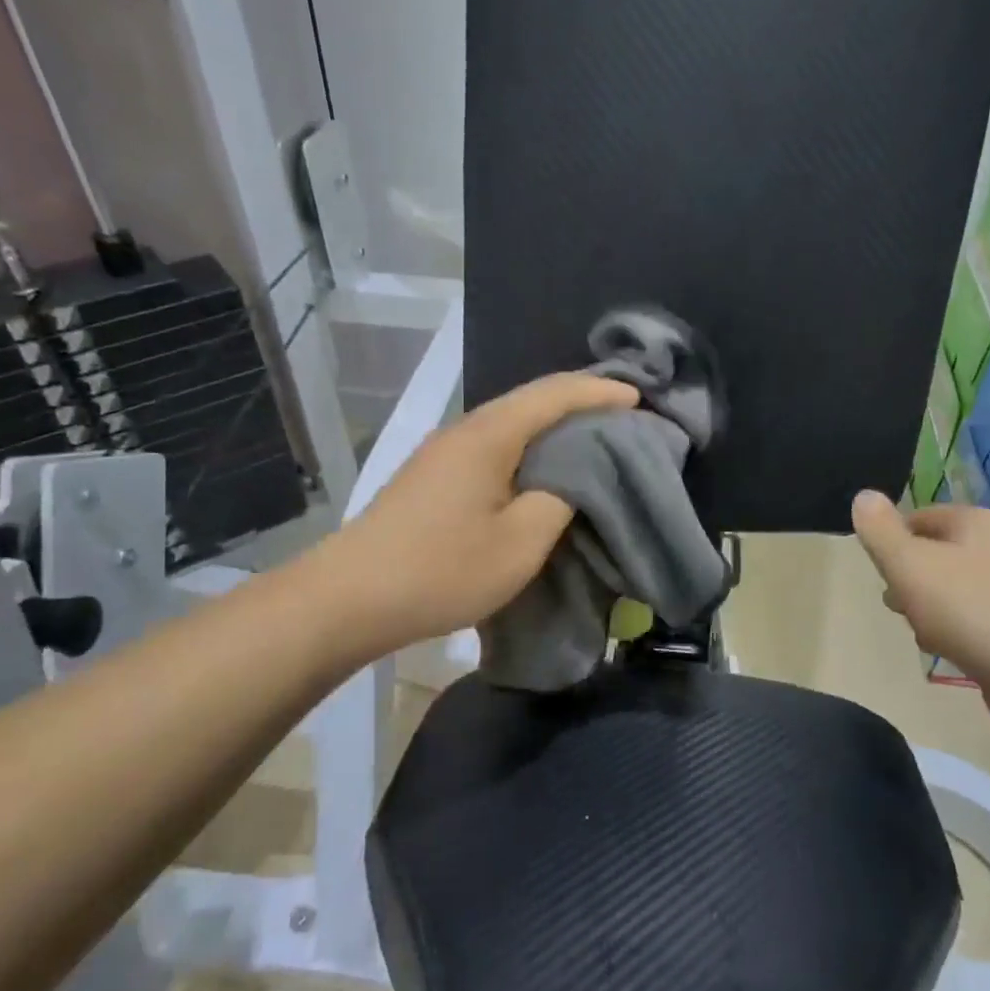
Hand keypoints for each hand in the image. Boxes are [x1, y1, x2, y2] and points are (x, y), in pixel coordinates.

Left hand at [318, 372, 639, 656]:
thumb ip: (559, 500)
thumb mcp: (520, 543)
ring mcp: (442, 453)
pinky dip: (527, 448)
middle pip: (529, 401)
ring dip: (551, 427)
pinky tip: (540, 470)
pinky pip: (492, 447)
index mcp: (489, 435)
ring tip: (590, 440)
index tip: (639, 399)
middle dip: (579, 403)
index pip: (554, 395)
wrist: (349, 598)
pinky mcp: (432, 477)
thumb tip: (572, 479)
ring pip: (509, 424)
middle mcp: (464, 430)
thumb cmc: (442, 569)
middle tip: (621, 416)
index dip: (599, 392)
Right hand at [851, 492, 989, 726]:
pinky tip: (946, 651)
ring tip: (921, 631)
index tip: (879, 571)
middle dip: (908, 579)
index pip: (919, 517)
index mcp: (975, 522)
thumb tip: (862, 495)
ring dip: (926, 609)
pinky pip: (970, 620)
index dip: (892, 541)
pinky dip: (952, 632)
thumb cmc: (970, 609)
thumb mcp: (910, 564)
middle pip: (933, 554)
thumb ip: (880, 531)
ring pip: (949, 589)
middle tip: (896, 602)